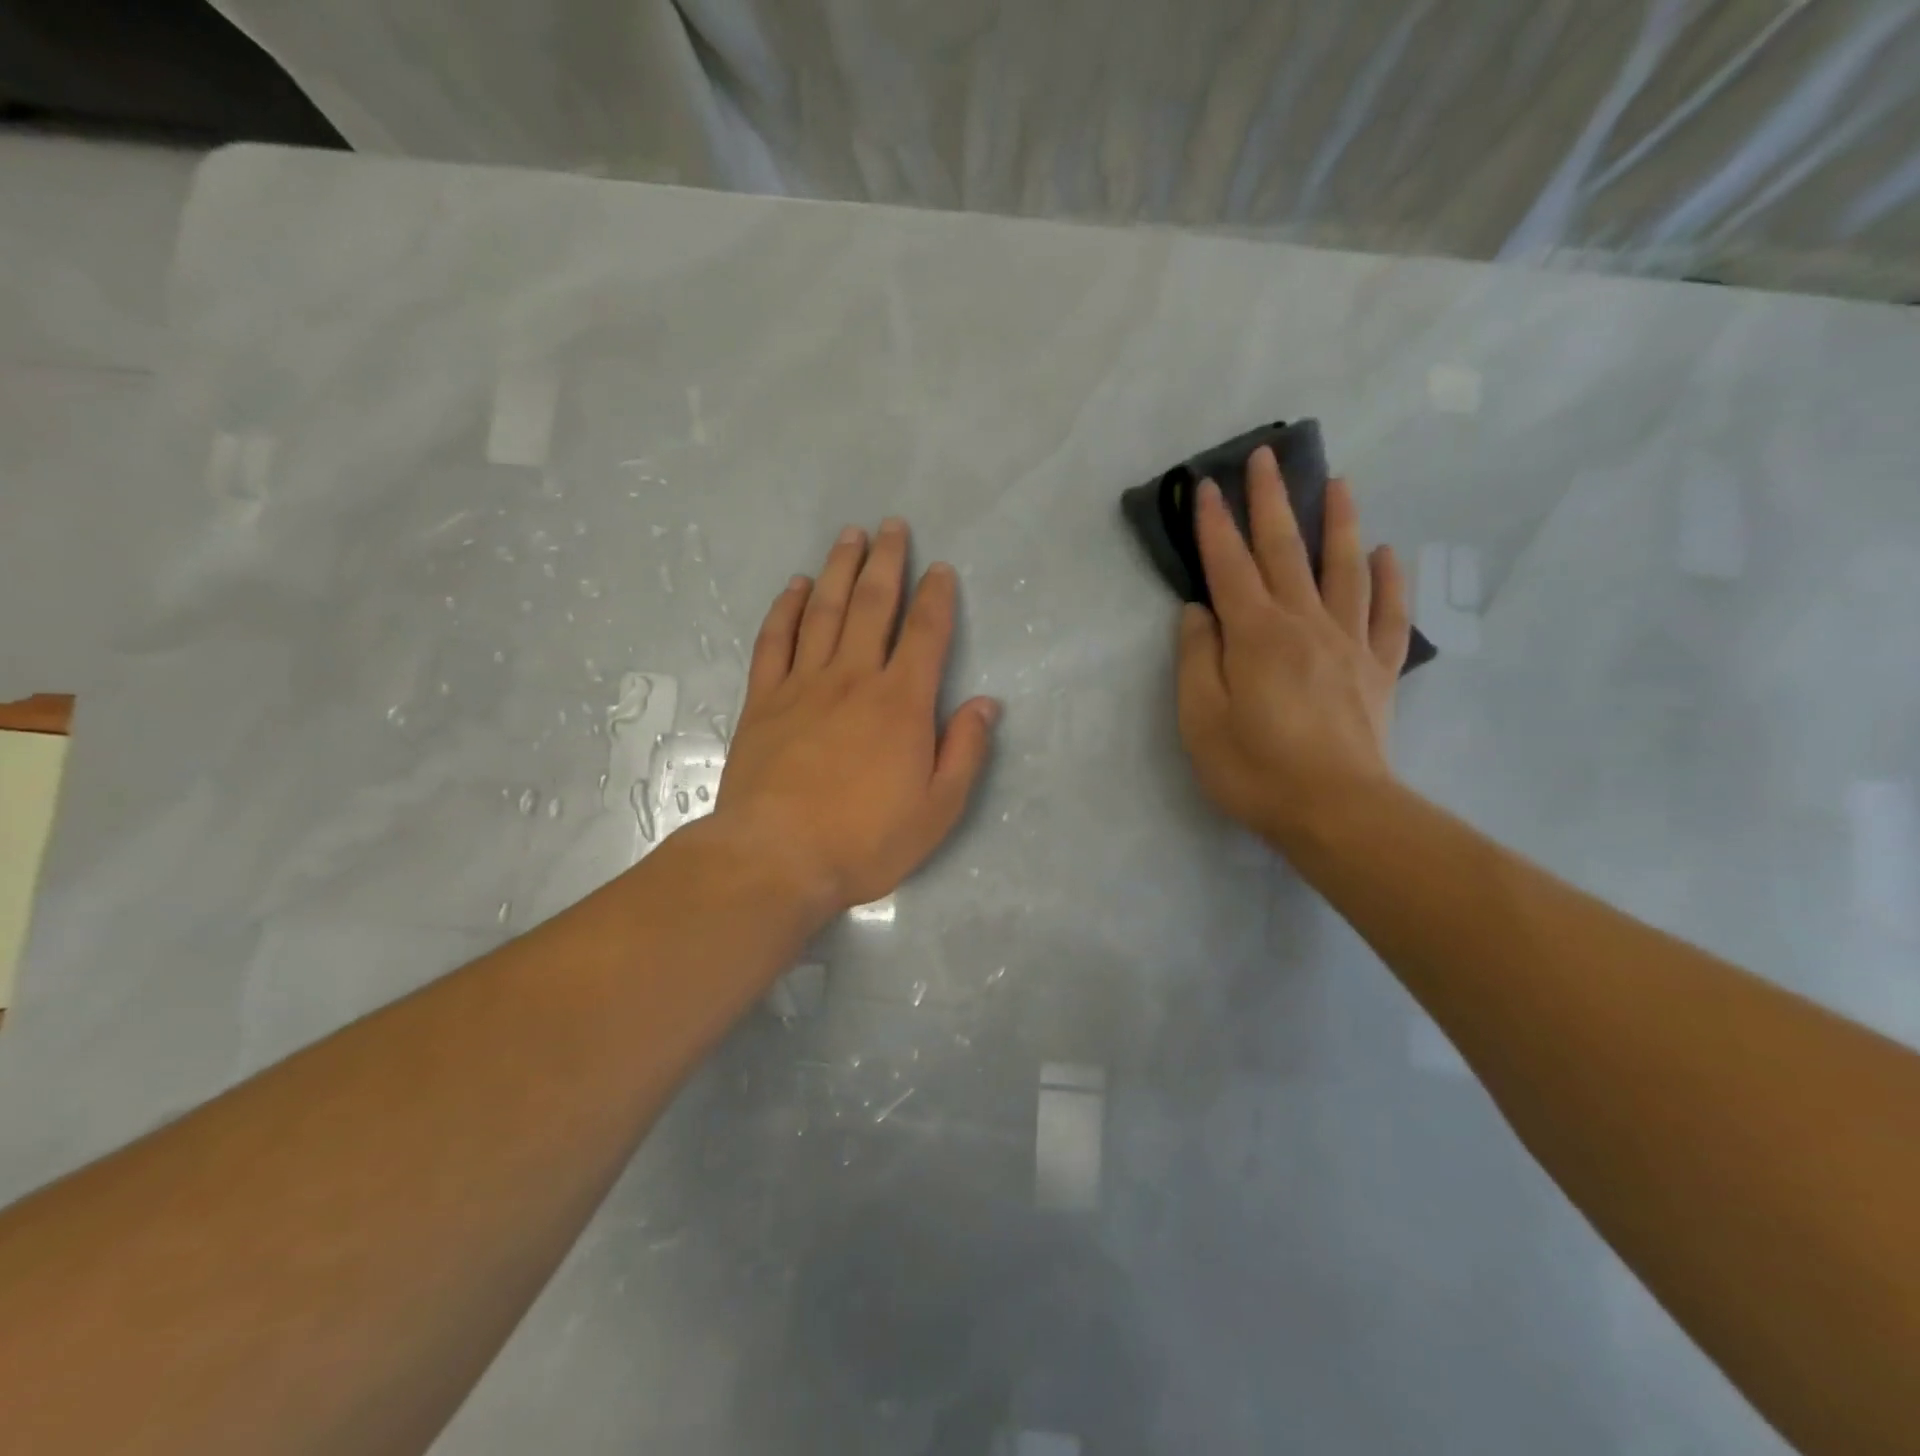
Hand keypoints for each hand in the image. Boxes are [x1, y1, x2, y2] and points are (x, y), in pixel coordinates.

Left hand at [716, 519, 999, 916]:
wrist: (776, 858)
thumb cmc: (865, 840)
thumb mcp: (937, 809)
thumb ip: (965, 751)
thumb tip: (986, 704)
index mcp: (902, 703)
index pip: (925, 633)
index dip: (936, 597)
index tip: (940, 569)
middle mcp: (854, 679)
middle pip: (872, 605)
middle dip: (886, 562)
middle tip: (891, 526)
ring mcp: (803, 685)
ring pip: (823, 611)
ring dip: (839, 569)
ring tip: (849, 535)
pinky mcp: (763, 700)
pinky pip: (775, 640)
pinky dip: (786, 608)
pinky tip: (796, 586)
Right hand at [1176, 446, 1410, 853]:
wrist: (1336, 812)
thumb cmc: (1255, 769)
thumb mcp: (1201, 719)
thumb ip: (1197, 658)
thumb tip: (1198, 611)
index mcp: (1256, 635)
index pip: (1229, 566)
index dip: (1214, 525)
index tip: (1204, 486)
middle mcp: (1304, 624)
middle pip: (1285, 551)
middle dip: (1271, 501)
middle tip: (1266, 457)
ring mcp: (1347, 644)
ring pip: (1344, 569)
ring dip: (1338, 522)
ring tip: (1338, 482)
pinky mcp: (1376, 670)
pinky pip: (1388, 615)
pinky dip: (1390, 580)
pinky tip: (1389, 555)